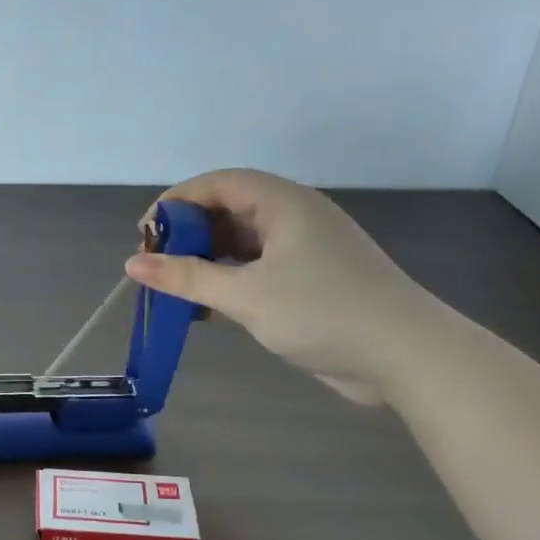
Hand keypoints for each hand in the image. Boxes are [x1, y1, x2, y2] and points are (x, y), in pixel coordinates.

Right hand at [124, 168, 445, 405]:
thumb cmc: (323, 313)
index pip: (217, 183)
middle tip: (156, 265)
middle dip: (188, 235)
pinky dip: (228, 280)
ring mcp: (304, 248)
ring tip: (175, 289)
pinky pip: (256, 267)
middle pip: (227, 209)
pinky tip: (208, 309)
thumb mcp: (246, 295)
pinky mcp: (310, 279)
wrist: (406, 356)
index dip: (176, 202)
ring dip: (206, 261)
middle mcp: (293, 216)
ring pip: (241, 241)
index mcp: (283, 203)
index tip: (145, 235)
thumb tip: (133, 264)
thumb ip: (187, 278)